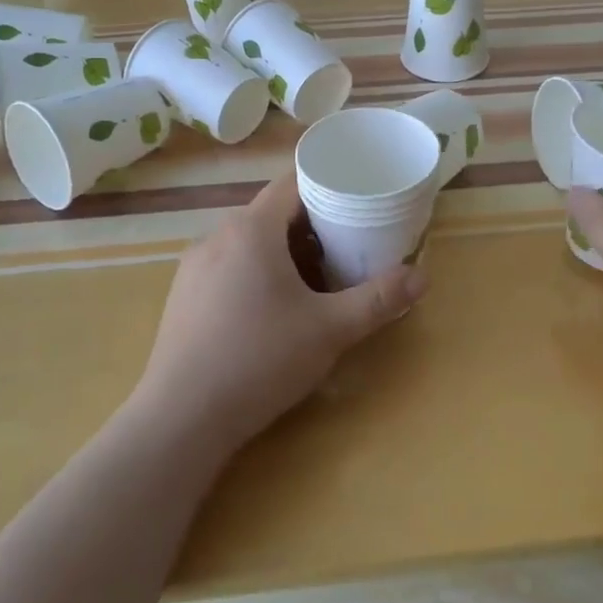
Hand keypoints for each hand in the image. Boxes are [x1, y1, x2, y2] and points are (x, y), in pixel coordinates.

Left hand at [134, 171, 425, 453]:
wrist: (181, 419)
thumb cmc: (260, 360)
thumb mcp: (330, 330)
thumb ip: (378, 300)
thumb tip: (422, 277)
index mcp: (251, 229)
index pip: (293, 183)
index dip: (327, 185)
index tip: (357, 200)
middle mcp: (218, 236)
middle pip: (272, 212)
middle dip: (311, 224)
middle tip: (346, 246)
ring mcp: (194, 266)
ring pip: (248, 241)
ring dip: (282, 250)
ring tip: (314, 279)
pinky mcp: (183, 296)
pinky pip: (227, 265)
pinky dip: (255, 271)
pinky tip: (270, 309)